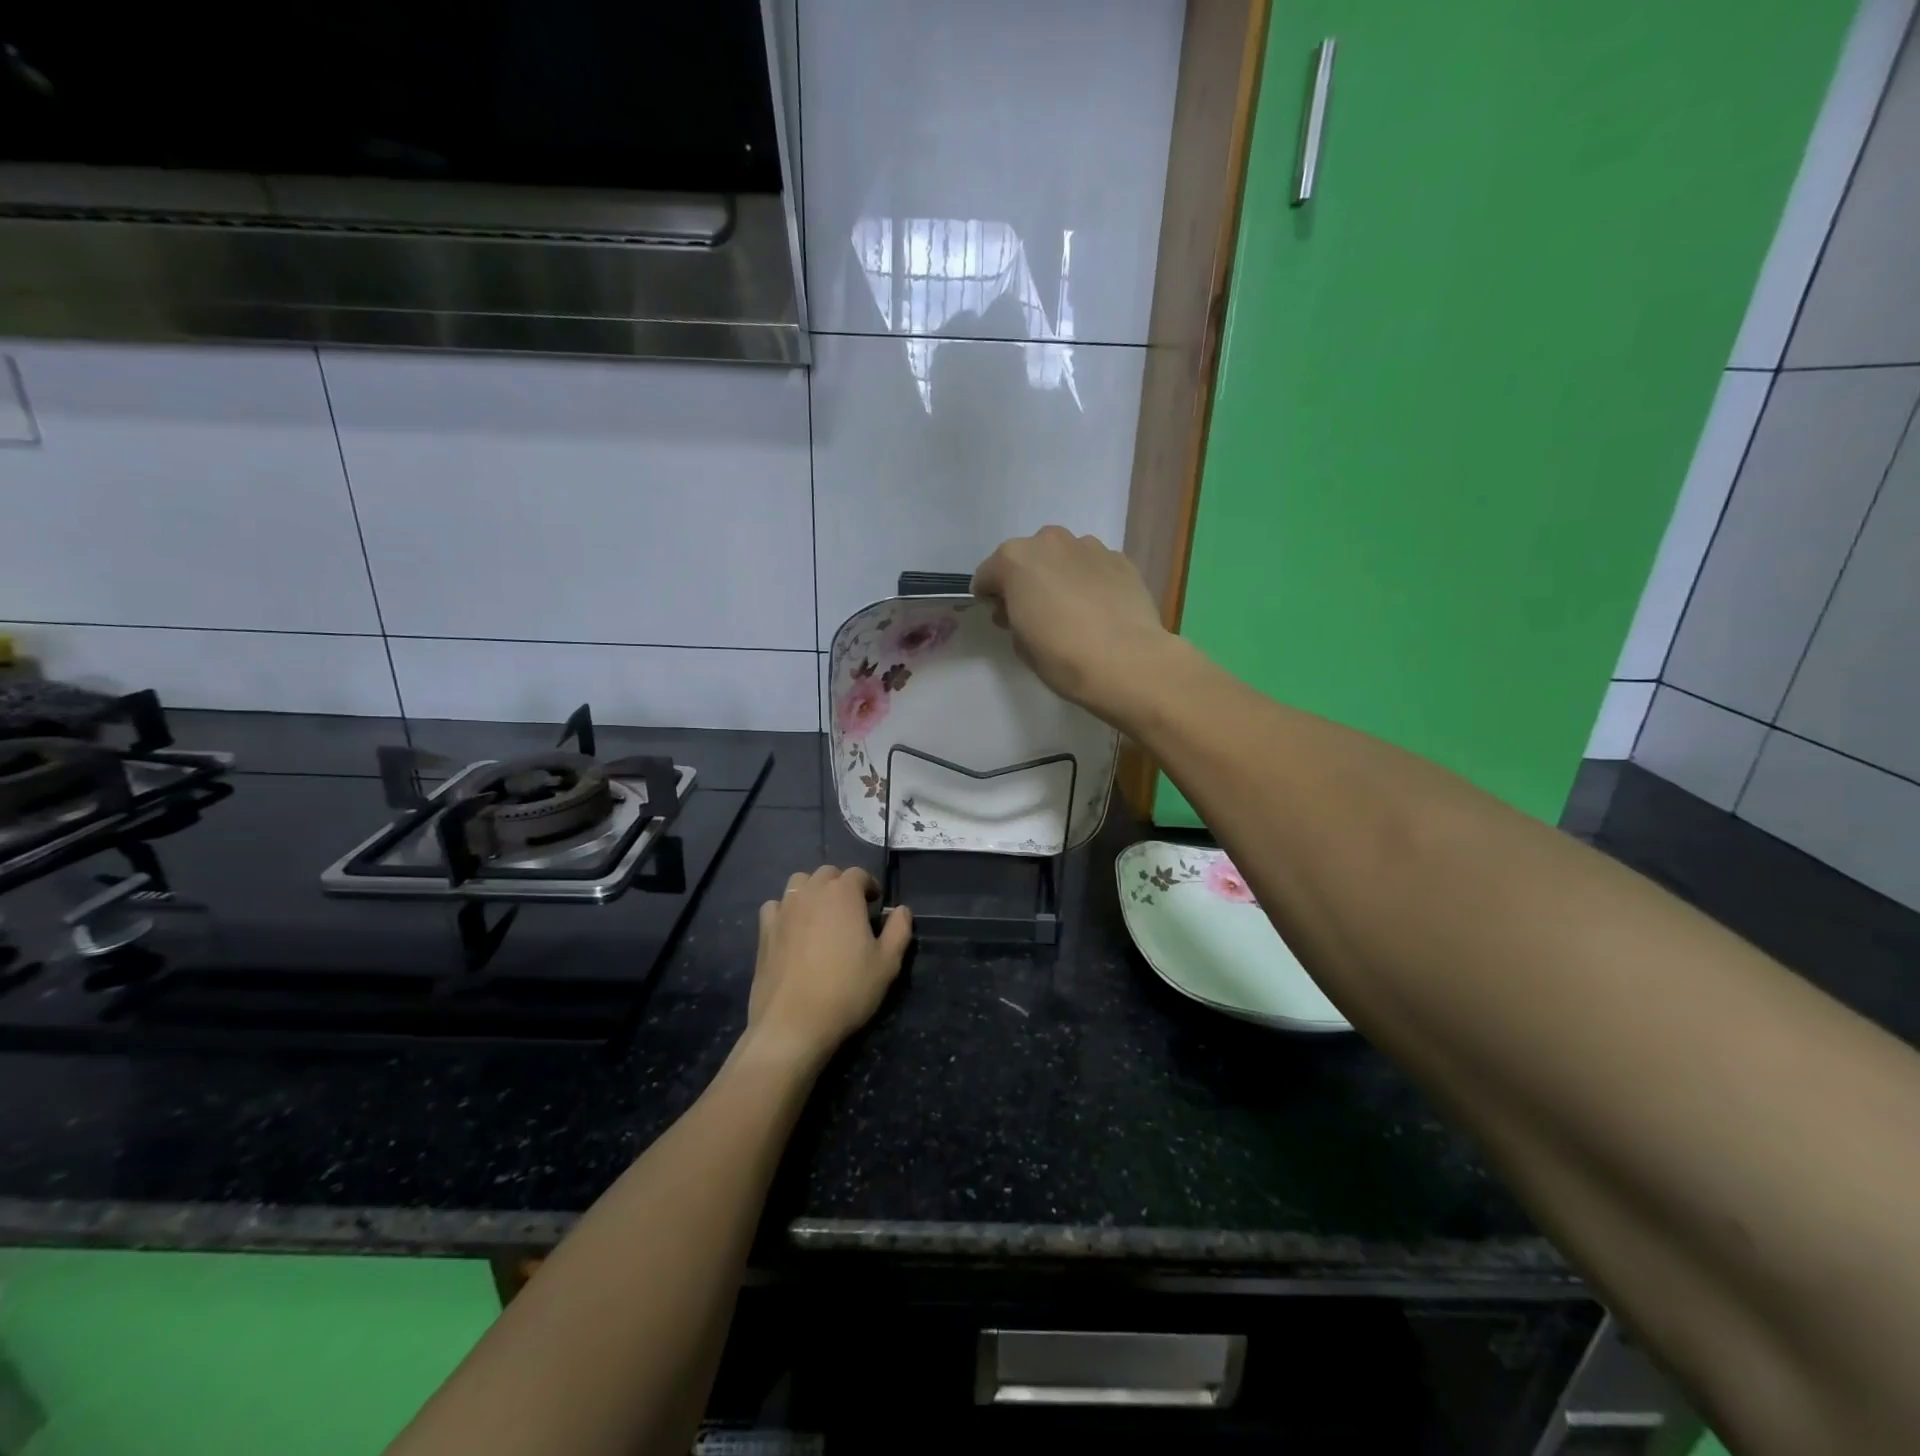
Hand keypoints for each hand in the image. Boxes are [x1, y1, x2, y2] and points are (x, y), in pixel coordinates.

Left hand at [745, 866, 910, 1069]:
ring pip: (799, 883)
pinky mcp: (764, 930)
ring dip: (813, 891)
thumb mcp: (887, 964)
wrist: (793, 1023)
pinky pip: (775, 906)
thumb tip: (902, 910)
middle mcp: (811, 892)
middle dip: (841, 885)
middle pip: (827, 873)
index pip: (858, 874)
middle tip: (851, 910)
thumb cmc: (847, 991)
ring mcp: (784, 909)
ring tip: (821, 914)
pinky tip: (792, 929)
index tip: (875, 903)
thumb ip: (899, 930)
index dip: (869, 885)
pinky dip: (786, 910)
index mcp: (843, 894)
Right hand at [970, 526, 1175, 725]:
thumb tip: (1020, 609)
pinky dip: (1090, 581)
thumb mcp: (1020, 643)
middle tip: (1036, 612)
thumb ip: (1013, 616)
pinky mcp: (1120, 559)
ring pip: (1063, 557)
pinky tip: (1099, 609)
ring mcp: (1089, 546)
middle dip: (1026, 580)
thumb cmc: (1062, 656)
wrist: (1126, 661)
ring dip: (1060, 575)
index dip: (990, 597)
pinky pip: (1093, 566)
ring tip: (1073, 609)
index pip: (988, 574)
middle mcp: (1050, 541)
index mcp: (1015, 559)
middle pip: (1028, 558)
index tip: (1001, 617)